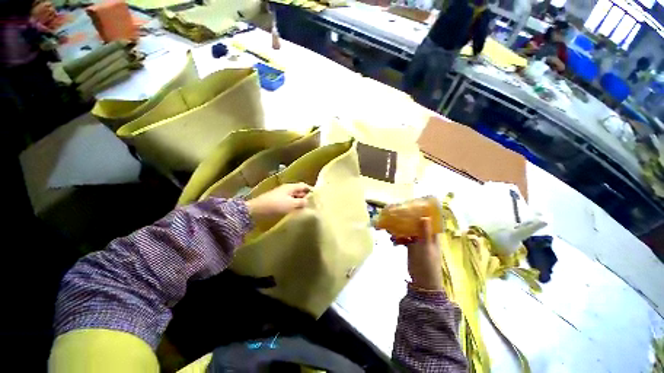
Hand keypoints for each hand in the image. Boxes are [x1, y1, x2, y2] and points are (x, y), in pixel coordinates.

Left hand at [246, 183, 310, 221]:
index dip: (311, 190)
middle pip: (299, 192)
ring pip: (294, 197)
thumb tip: (308, 201)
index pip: (304, 186)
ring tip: (306, 209)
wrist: (257, 210)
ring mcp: (282, 195)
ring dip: (300, 202)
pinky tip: (296, 212)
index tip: (317, 196)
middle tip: (313, 205)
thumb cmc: (276, 205)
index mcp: (291, 187)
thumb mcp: (292, 204)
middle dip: (306, 197)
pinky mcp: (278, 202)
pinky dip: (294, 206)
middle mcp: (287, 189)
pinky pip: (289, 202)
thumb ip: (302, 202)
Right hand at [393, 218, 442, 290]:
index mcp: (432, 235)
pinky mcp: (411, 246)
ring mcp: (418, 241)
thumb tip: (425, 216)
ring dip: (400, 230)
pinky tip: (393, 241)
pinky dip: (399, 238)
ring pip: (408, 231)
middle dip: (406, 220)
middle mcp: (425, 236)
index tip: (411, 207)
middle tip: (395, 216)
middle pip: (416, 224)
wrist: (422, 280)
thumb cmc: (427, 262)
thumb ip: (424, 232)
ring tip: (391, 230)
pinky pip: (404, 239)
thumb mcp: (425, 246)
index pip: (428, 220)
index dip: (421, 213)